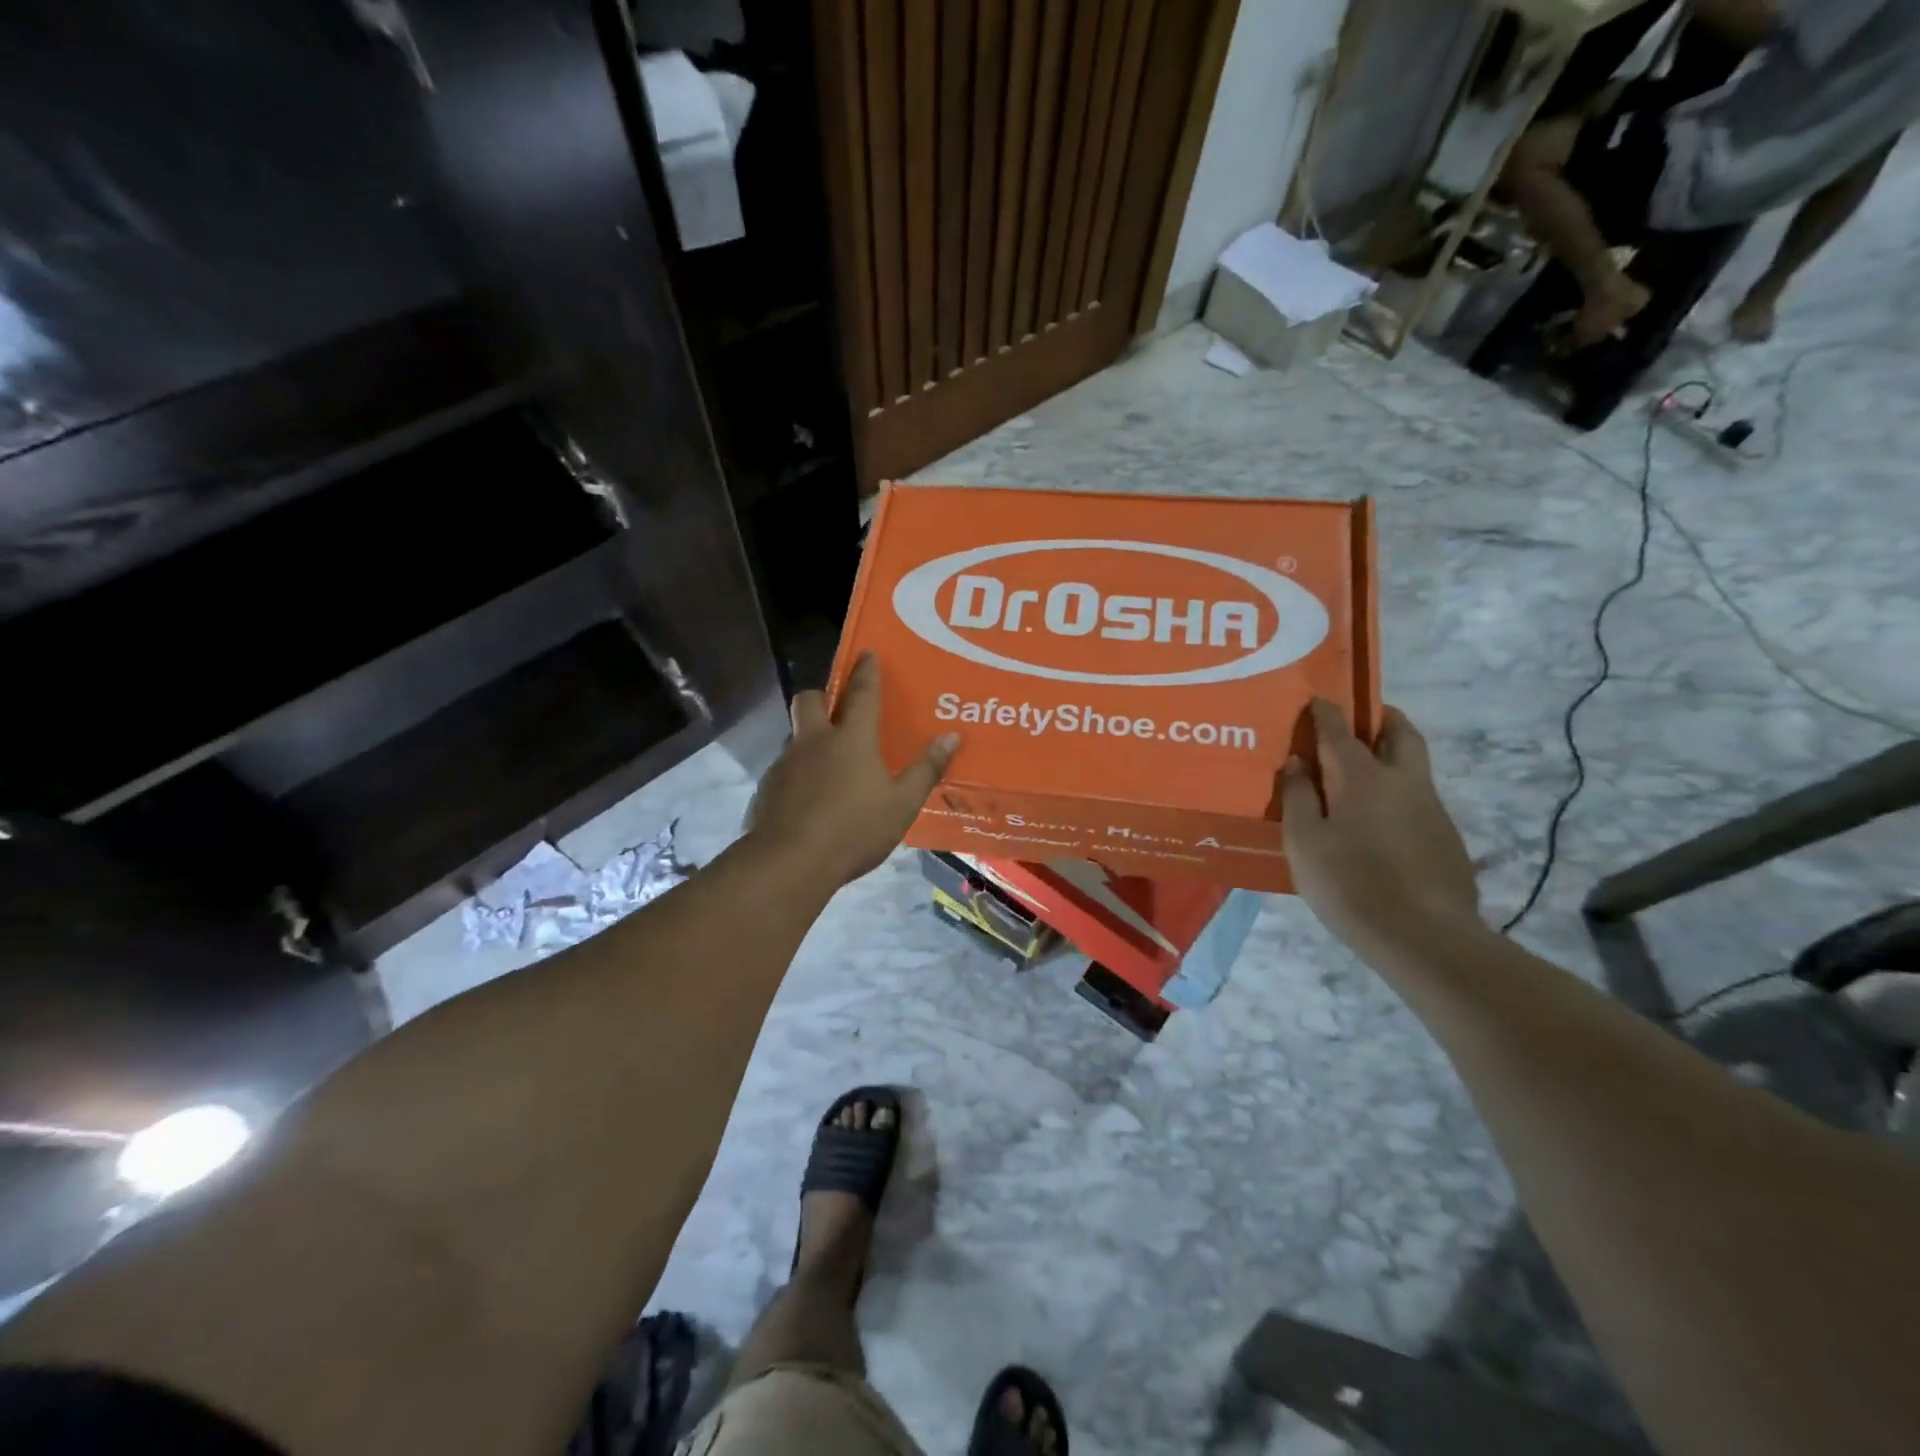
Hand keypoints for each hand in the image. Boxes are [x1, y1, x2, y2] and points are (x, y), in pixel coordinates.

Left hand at [746, 653, 960, 889]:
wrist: (790, 862)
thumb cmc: (854, 829)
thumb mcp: (901, 804)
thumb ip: (926, 769)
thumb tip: (952, 736)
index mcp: (851, 739)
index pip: (861, 693)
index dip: (866, 671)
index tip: (867, 652)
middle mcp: (814, 741)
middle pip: (810, 700)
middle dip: (823, 696)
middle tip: (838, 711)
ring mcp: (786, 763)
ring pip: (795, 736)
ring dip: (810, 740)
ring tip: (829, 765)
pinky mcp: (767, 788)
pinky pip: (785, 769)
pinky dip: (799, 774)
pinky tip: (810, 800)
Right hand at [1281, 700, 1479, 956]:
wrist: (1425, 937)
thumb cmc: (1350, 884)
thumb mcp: (1305, 842)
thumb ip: (1298, 797)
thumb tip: (1297, 762)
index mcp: (1363, 778)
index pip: (1340, 732)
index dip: (1326, 713)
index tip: (1317, 699)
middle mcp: (1403, 782)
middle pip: (1401, 733)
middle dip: (1382, 718)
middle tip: (1363, 718)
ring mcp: (1432, 809)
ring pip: (1414, 766)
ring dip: (1392, 755)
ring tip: (1364, 771)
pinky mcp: (1446, 838)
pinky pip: (1419, 798)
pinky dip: (1399, 792)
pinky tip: (1380, 821)